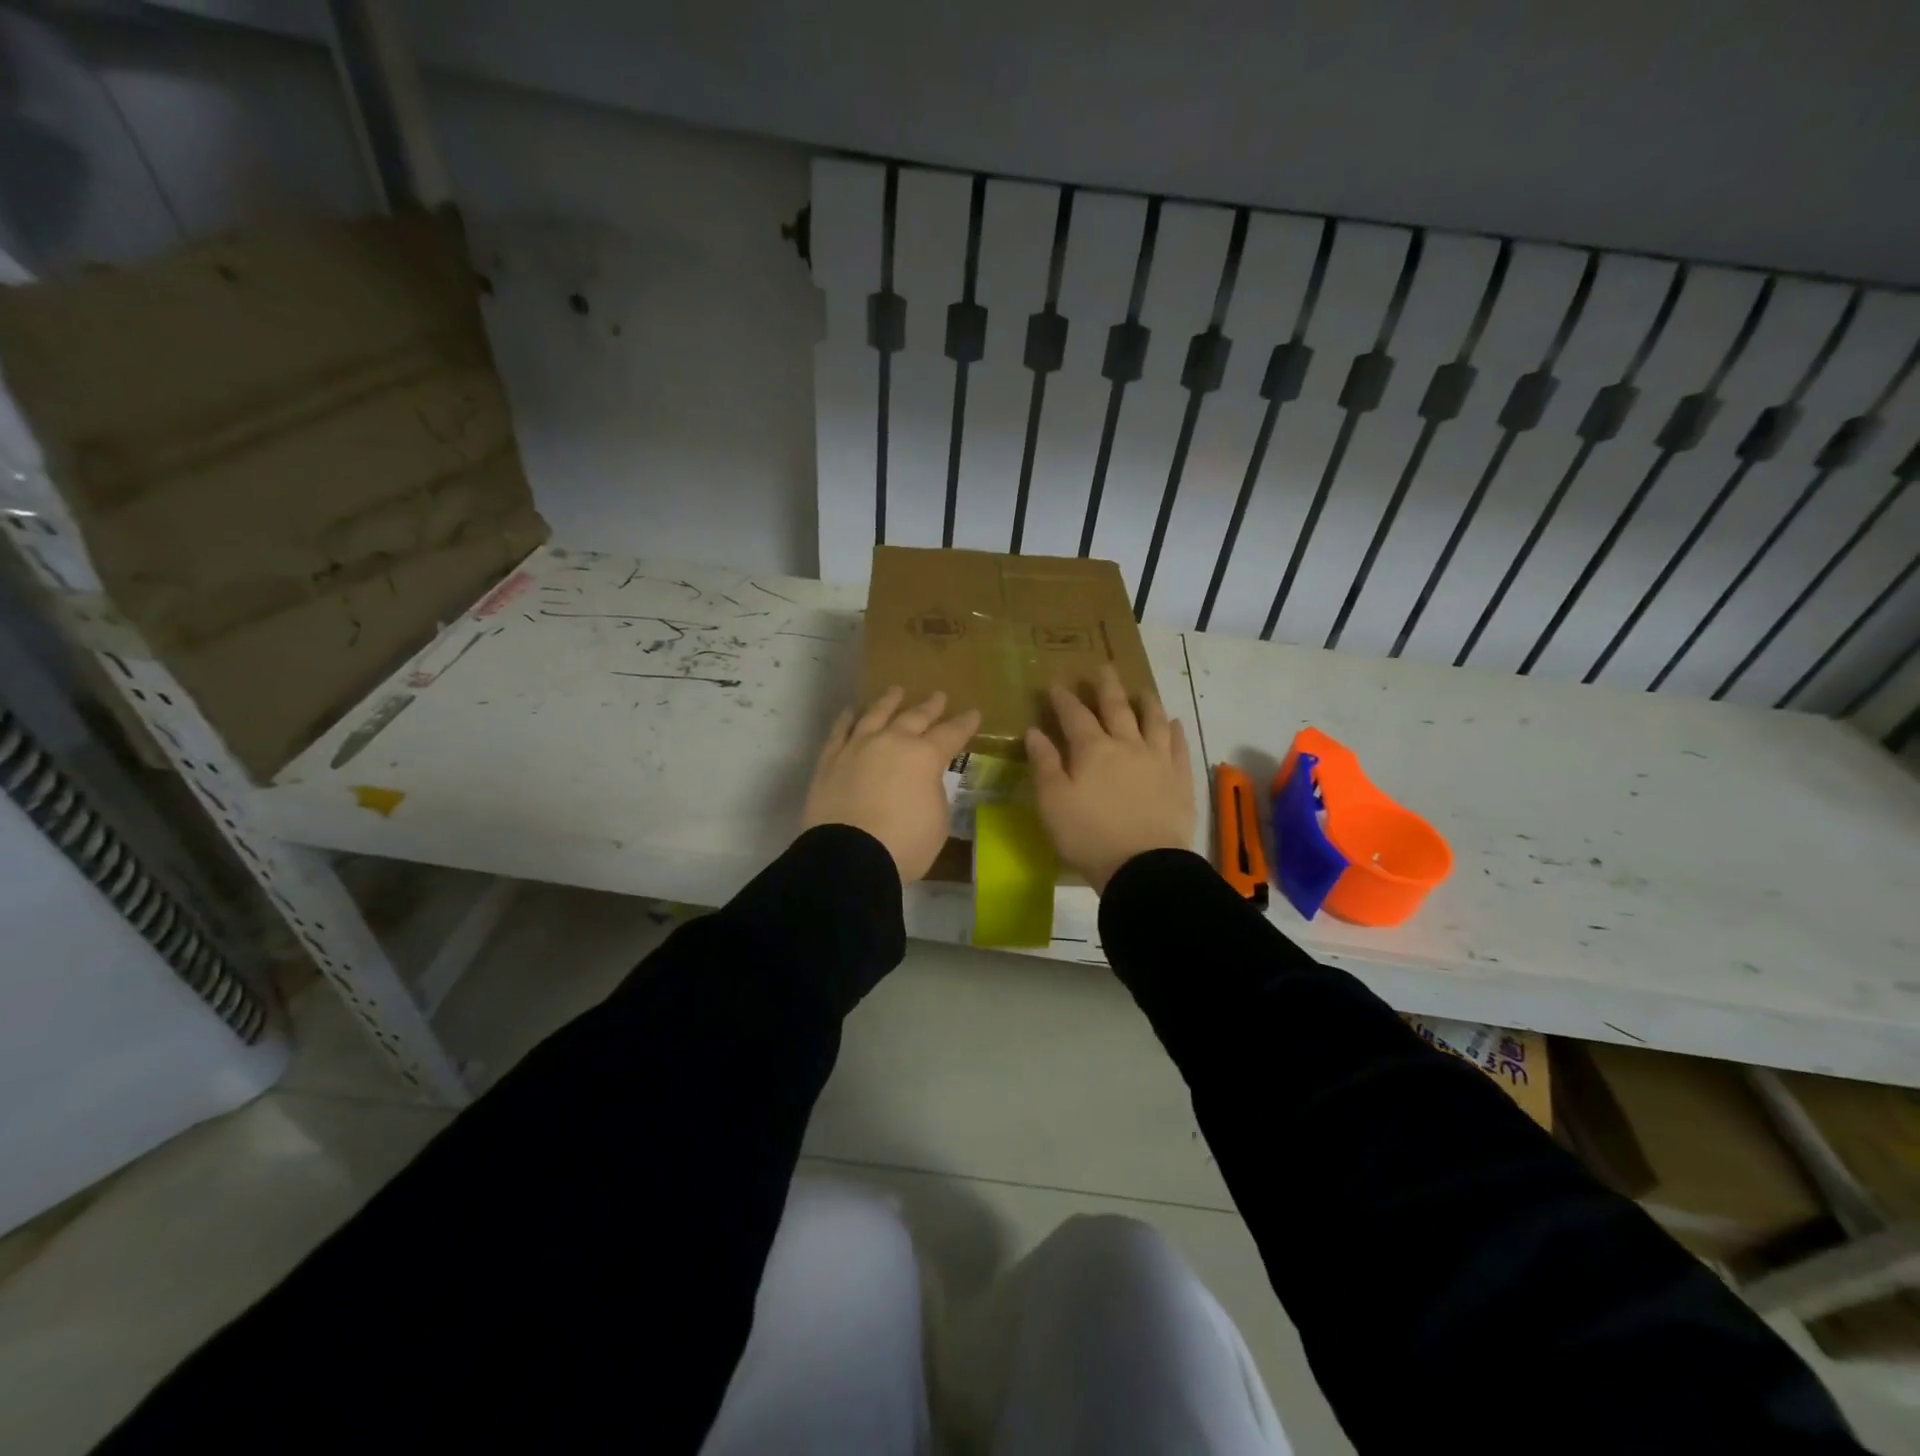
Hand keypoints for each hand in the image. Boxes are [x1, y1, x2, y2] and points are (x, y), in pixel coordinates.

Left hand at [802, 687, 980, 882]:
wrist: (849, 856)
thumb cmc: (904, 844)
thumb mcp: (937, 821)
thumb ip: (932, 793)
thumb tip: (922, 782)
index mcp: (925, 757)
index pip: (951, 734)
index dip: (964, 723)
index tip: (973, 713)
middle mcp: (892, 742)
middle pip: (914, 717)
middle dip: (929, 706)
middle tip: (938, 696)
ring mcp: (858, 747)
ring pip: (875, 714)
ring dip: (888, 702)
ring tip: (896, 691)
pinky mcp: (830, 759)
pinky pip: (840, 730)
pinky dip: (848, 718)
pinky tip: (853, 711)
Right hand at [1025, 665, 1194, 893]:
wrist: (1144, 867)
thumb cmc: (1089, 836)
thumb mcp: (1053, 802)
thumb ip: (1044, 764)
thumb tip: (1034, 731)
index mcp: (1092, 750)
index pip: (1075, 715)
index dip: (1064, 698)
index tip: (1057, 683)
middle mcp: (1127, 745)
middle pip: (1116, 708)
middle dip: (1106, 687)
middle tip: (1103, 668)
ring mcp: (1158, 760)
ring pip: (1153, 721)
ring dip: (1146, 702)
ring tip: (1142, 689)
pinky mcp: (1180, 780)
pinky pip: (1179, 747)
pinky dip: (1175, 731)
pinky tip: (1175, 723)